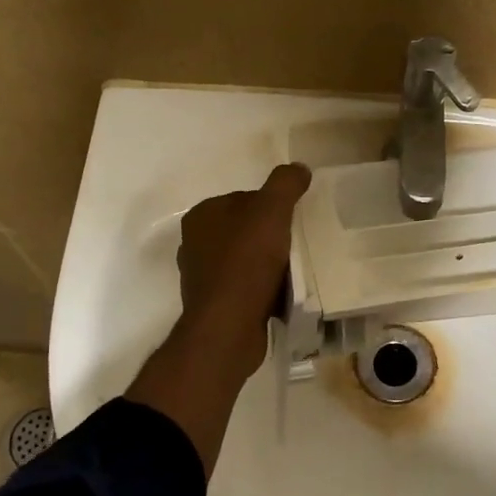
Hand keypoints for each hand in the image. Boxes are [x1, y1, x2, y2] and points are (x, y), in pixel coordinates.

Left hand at [176, 163, 311, 383]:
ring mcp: (203, 276)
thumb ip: (285, 183)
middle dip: (272, 238)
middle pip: (247, 231)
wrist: (229, 326)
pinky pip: (246, 289)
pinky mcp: (214, 305)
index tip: (294, 222)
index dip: (273, 208)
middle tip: (299, 247)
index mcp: (202, 215)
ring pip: (247, 261)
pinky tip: (282, 296)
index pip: (245, 199)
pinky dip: (264, 290)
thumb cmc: (246, 262)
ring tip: (295, 273)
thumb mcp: (271, 211)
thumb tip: (299, 168)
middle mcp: (195, 243)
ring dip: (270, 266)